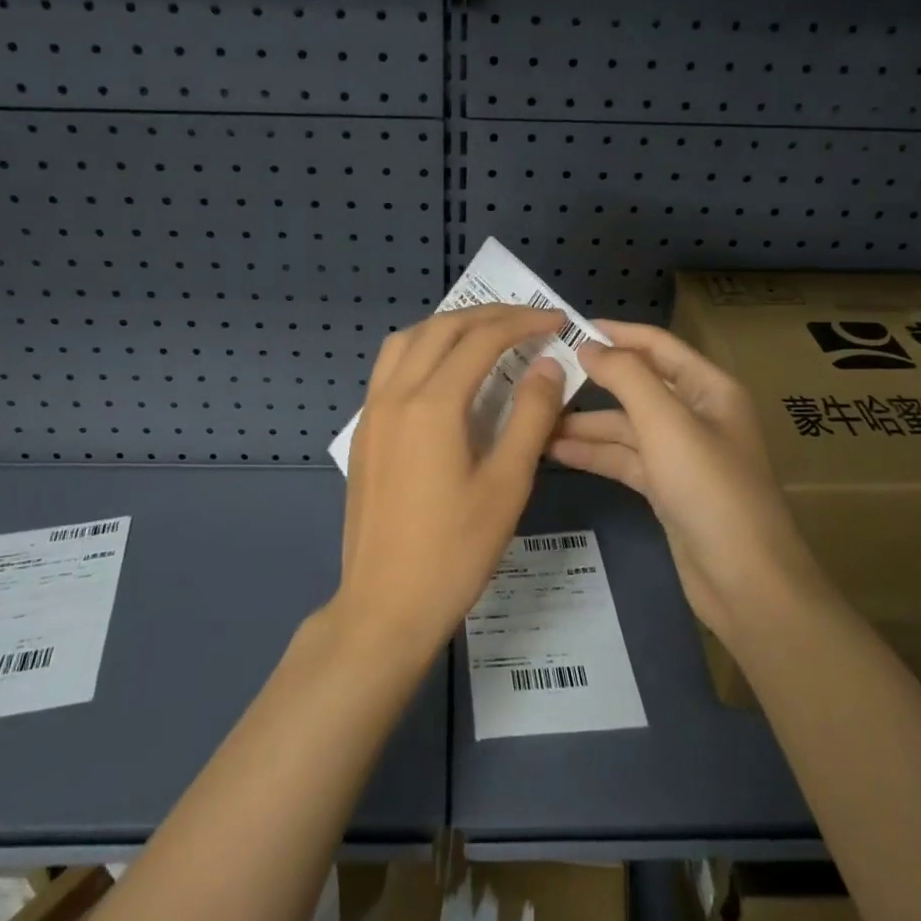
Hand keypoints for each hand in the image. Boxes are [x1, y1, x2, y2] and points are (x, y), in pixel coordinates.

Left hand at [334, 304, 567, 661]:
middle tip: (528, 320)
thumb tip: (547, 367)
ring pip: (408, 341)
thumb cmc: (455, 551)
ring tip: (486, 335)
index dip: (522, 323)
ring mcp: (373, 412)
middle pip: (442, 329)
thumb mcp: (507, 486)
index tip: (555, 322)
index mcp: (433, 405)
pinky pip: (390, 367)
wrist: (385, 605)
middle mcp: (396, 395)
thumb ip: (531, 418)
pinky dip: (422, 349)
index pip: (482, 340)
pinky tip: (444, 372)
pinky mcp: (365, 432)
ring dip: (449, 326)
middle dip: (488, 316)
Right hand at [549, 320, 821, 642]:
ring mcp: (681, 454)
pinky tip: (555, 452)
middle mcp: (696, 414)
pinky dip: (594, 454)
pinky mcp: (667, 488)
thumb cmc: (710, 489)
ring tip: (535, 420)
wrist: (746, 581)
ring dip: (585, 423)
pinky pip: (625, 459)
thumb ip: (626, 377)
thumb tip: (589, 346)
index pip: (657, 346)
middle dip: (593, 382)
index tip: (568, 328)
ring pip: (626, 426)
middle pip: (638, 386)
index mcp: (709, 388)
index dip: (616, 333)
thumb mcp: (667, 424)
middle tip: (541, 376)